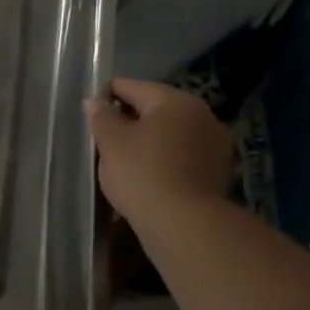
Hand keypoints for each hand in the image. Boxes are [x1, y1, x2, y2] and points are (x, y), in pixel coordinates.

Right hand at [85, 79, 233, 230]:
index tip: (90, 113)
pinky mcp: (219, 170)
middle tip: (104, 140)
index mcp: (175, 100)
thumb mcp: (111, 142)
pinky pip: (183, 156)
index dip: (106, 95)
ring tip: (125, 161)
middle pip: (155, 109)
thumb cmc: (141, 173)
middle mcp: (202, 114)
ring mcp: (216, 143)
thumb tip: (95, 101)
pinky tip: (148, 177)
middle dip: (130, 120)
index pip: (132, 86)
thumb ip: (101, 117)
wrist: (183, 223)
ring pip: (171, 133)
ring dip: (149, 141)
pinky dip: (164, 160)